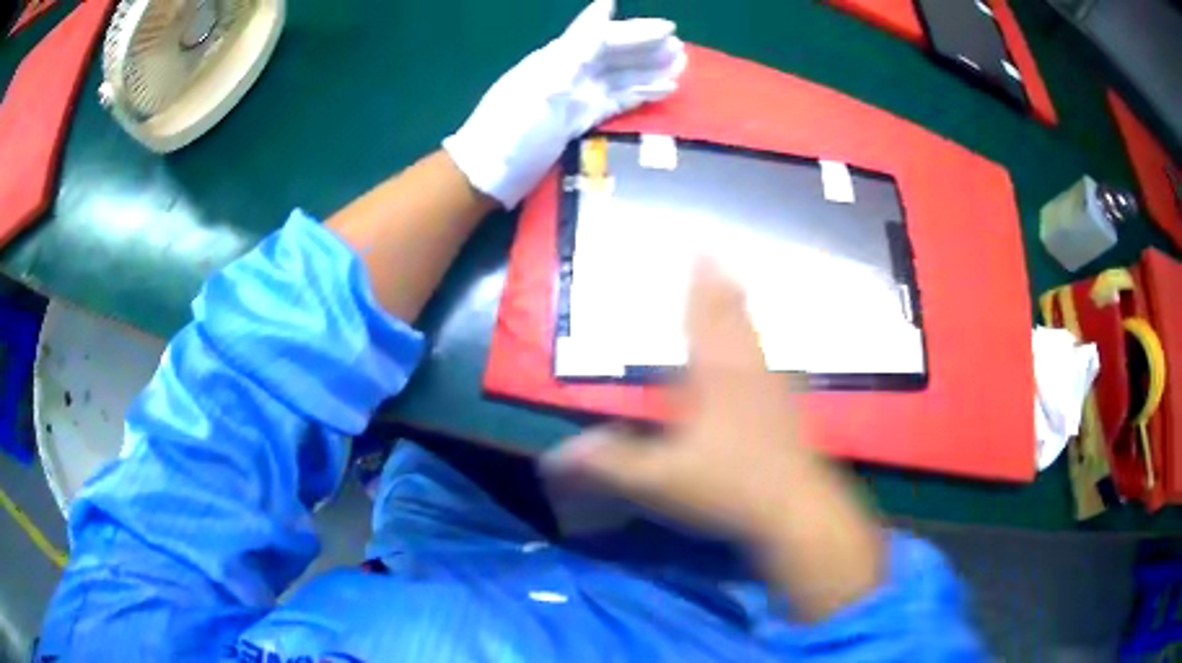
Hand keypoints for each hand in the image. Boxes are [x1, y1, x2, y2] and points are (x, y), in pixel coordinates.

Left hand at [443, 0, 685, 207]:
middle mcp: (568, 72)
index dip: (635, 31)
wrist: (487, 174)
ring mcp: (574, 97)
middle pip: (614, 55)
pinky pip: (615, 102)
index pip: (603, 36)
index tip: (669, 28)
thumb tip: (604, 6)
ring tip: (679, 68)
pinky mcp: (577, 120)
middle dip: (646, 50)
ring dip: (648, 71)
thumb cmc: (513, 127)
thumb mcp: (545, 83)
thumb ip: (578, 46)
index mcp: (558, 59)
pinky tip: (660, 92)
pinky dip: (639, 95)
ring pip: (619, 78)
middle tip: (681, 50)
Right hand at [545, 262, 811, 538]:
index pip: (703, 320)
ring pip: (755, 338)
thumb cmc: (728, 487)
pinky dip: (764, 348)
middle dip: (722, 288)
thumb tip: (555, 455)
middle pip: (733, 320)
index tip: (699, 251)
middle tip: (718, 258)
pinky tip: (769, 356)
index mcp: (714, 378)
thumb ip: (609, 464)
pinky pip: (774, 366)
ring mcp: (773, 391)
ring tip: (740, 288)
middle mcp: (746, 373)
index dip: (699, 286)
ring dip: (744, 311)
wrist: (794, 510)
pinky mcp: (789, 412)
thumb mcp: (659, 481)